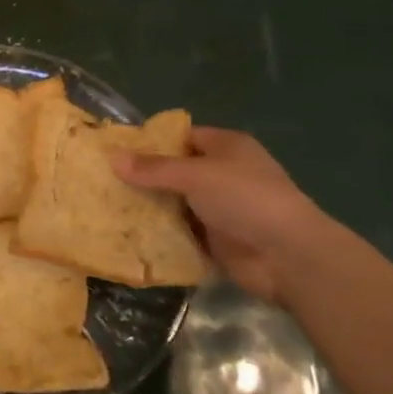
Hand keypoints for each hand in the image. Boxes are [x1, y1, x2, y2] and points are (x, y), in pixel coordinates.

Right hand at [109, 126, 333, 304]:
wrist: (289, 257)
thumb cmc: (245, 199)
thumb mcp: (196, 175)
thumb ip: (153, 168)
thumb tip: (111, 157)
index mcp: (226, 147)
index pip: (182, 137)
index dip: (150, 141)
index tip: (115, 150)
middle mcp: (224, 174)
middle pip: (175, 171)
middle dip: (144, 177)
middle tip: (103, 180)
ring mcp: (221, 209)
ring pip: (176, 203)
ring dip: (150, 206)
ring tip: (107, 206)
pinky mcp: (217, 240)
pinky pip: (181, 232)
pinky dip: (161, 233)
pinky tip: (129, 232)